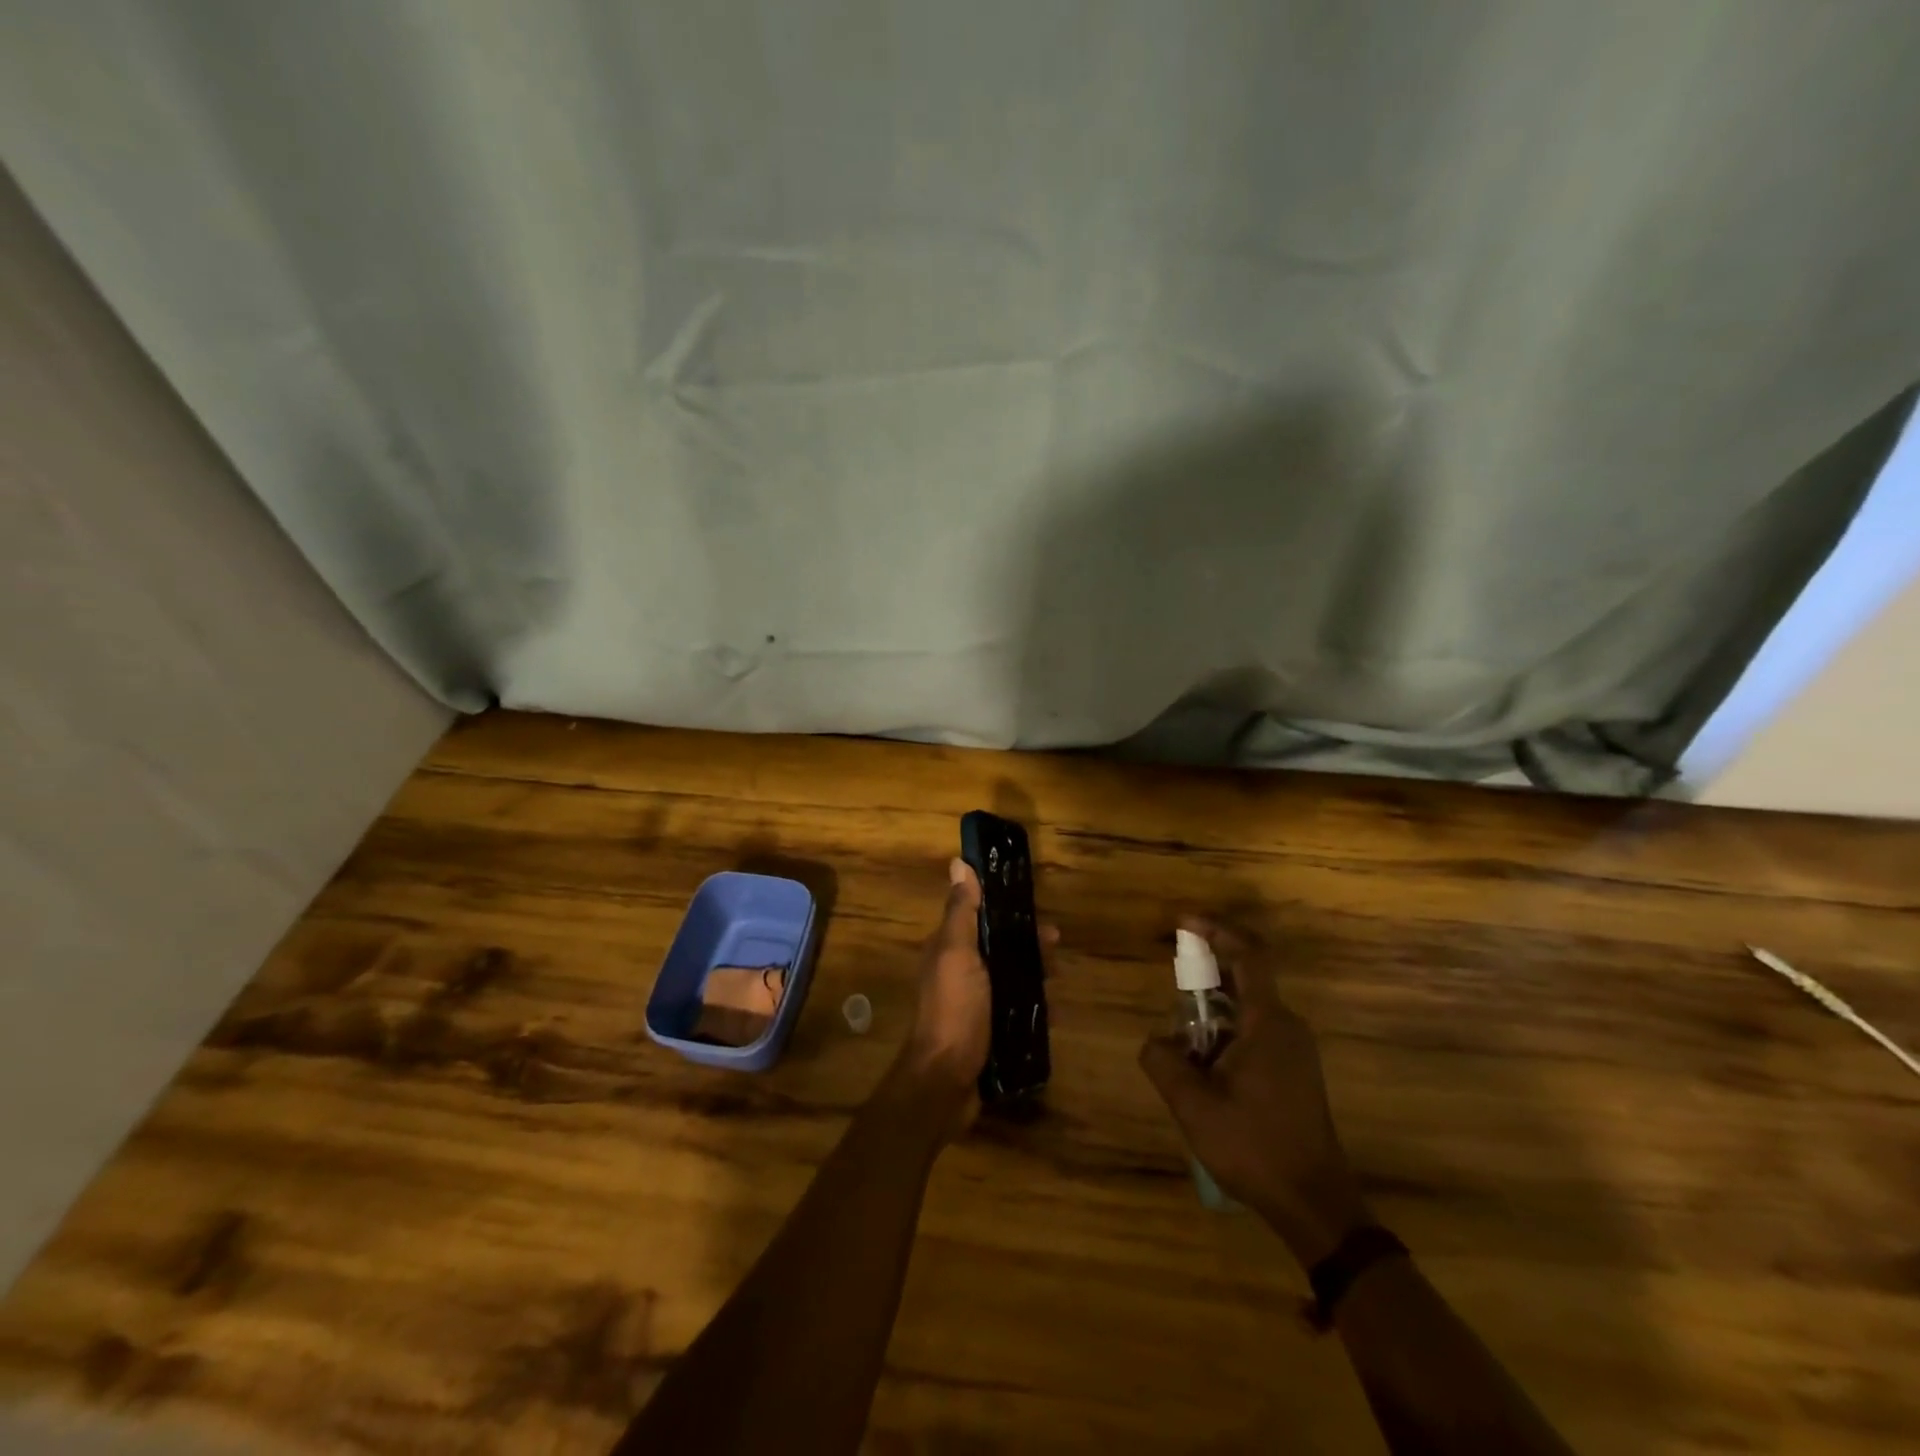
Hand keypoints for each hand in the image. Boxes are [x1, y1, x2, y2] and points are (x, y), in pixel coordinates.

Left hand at [893, 859, 1055, 1129]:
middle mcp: (960, 972)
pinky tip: (1056, 1013)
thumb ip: (961, 912)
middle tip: (1056, 950)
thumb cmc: (954, 1010)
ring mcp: (974, 1004)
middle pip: (1000, 948)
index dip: (1007, 910)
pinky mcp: (988, 1031)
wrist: (947, 1082)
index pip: (980, 917)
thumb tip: (958, 862)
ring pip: (1011, 978)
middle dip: (1028, 945)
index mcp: (949, 949)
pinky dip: (1036, 1008)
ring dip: (1036, 976)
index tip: (1036, 910)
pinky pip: (1017, 1010)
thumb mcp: (957, 954)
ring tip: (1059, 983)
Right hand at [1139, 918, 1370, 1266]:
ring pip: (1249, 1008)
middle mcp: (1287, 1027)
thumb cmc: (1255, 1147)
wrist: (1316, 1204)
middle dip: (1207, 971)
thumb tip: (1156, 1041)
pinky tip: (1205, 1062)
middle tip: (1173, 980)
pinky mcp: (1296, 1072)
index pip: (1249, 956)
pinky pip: (1257, 1031)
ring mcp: (1296, 1050)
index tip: (1184, 922)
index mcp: (1268, 1023)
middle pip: (1246, 978)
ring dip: (1214, 1008)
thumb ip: (1164, 1062)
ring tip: (1183, 1035)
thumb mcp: (1194, 1106)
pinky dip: (1227, 1029)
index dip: (1217, 930)